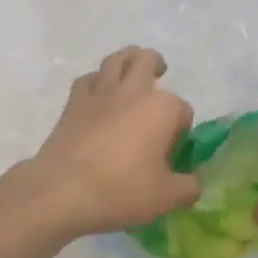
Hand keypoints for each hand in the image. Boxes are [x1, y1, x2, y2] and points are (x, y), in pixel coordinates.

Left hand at [24, 46, 198, 237]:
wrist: (63, 190)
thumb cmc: (121, 190)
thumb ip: (188, 187)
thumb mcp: (166, 198)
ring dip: (127, 60)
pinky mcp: (75, 101)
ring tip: (131, 72)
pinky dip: (97, 81)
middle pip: (148, 60)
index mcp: (163, 108)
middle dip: (156, 65)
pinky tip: (98, 95)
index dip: (181, 129)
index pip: (183, 111)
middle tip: (158, 76)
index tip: (173, 151)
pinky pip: (89, 78)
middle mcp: (135, 90)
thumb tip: (193, 181)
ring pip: (117, 58)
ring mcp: (102, 92)